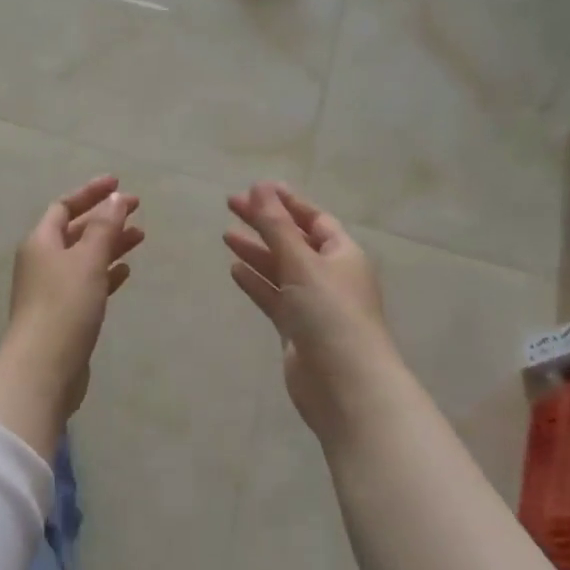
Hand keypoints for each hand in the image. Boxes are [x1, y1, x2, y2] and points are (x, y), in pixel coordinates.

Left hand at [0, 176, 142, 439]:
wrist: (44, 367)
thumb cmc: (65, 306)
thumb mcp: (87, 260)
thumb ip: (104, 227)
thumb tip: (115, 198)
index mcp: (41, 242)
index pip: (64, 206)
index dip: (90, 193)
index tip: (119, 183)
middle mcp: (42, 262)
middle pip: (76, 231)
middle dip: (105, 218)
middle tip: (137, 209)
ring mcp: (52, 290)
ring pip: (85, 257)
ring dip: (110, 244)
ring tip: (141, 237)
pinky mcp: (65, 315)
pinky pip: (88, 284)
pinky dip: (106, 274)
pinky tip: (125, 272)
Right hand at [224, 182, 401, 441]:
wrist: (343, 383)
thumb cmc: (329, 314)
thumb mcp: (301, 263)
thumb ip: (276, 226)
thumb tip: (260, 186)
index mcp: (342, 254)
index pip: (313, 219)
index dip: (286, 202)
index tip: (257, 187)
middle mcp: (330, 275)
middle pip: (293, 241)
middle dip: (265, 223)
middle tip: (231, 205)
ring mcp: (313, 304)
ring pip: (280, 269)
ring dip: (256, 252)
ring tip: (226, 235)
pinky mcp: (297, 329)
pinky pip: (273, 297)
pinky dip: (256, 282)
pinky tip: (234, 270)